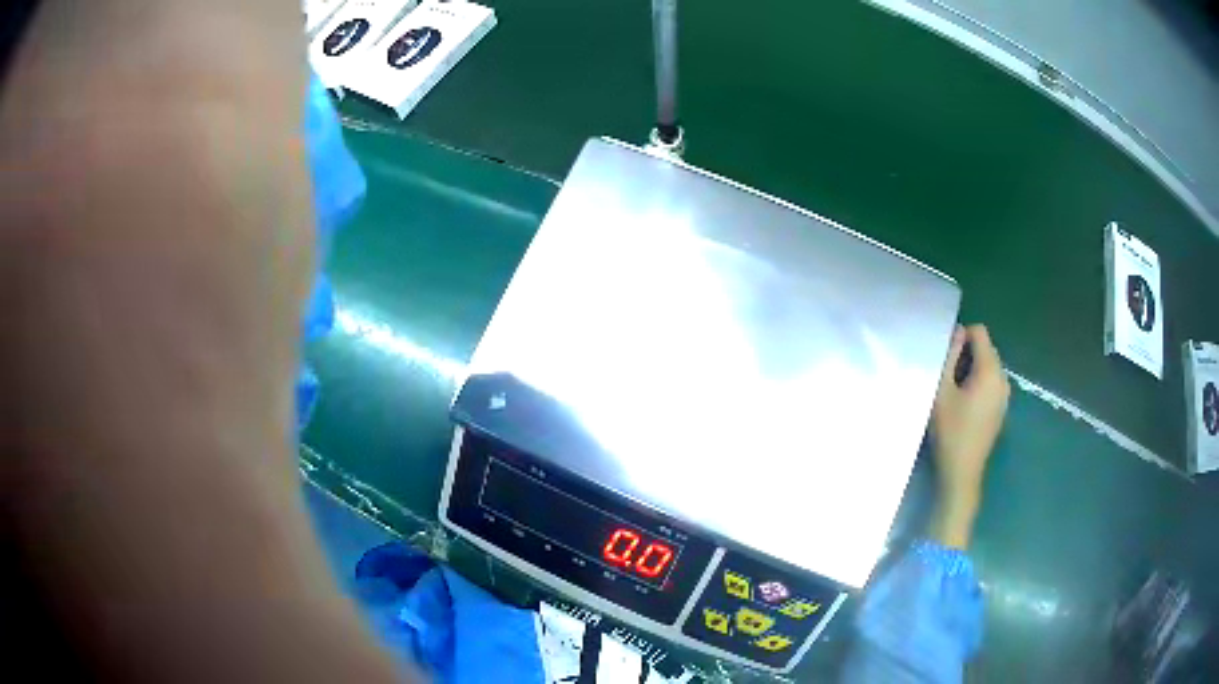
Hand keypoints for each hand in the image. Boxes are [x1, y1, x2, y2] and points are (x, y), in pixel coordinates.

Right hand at [928, 324, 1009, 547]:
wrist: (962, 473)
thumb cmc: (950, 431)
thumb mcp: (942, 391)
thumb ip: (950, 357)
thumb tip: (957, 333)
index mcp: (990, 371)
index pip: (980, 332)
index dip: (961, 337)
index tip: (946, 358)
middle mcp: (1003, 378)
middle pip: (986, 348)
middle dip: (968, 354)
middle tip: (947, 376)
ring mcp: (1005, 394)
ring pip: (989, 366)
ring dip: (973, 370)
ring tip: (955, 392)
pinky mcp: (1002, 408)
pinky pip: (992, 382)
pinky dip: (979, 384)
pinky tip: (965, 406)